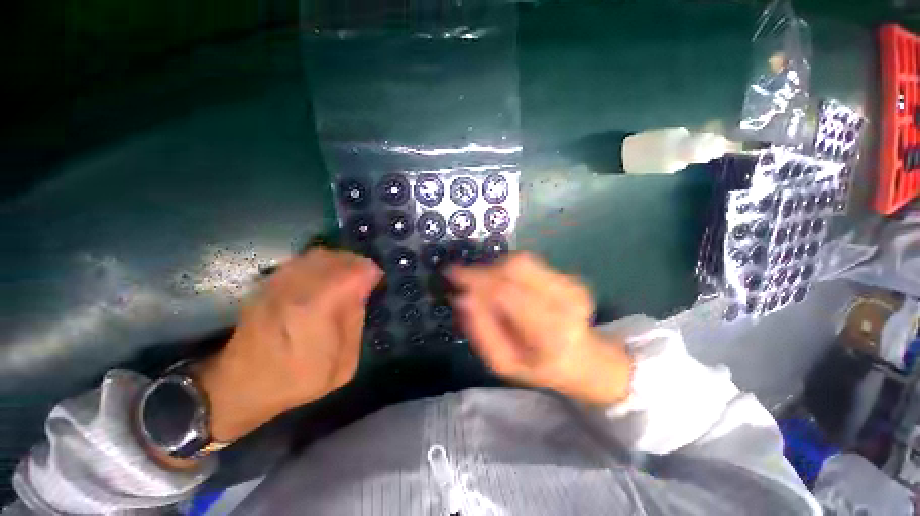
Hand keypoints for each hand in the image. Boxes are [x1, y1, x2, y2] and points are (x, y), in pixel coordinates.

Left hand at [195, 248, 381, 442]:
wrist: (240, 384)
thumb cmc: (297, 380)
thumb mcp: (342, 365)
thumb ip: (355, 324)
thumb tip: (362, 292)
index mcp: (317, 309)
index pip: (353, 273)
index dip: (370, 272)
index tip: (377, 281)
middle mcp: (297, 289)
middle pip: (337, 259)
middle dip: (357, 264)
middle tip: (366, 277)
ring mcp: (280, 283)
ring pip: (319, 255)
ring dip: (340, 261)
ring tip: (349, 275)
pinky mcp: (269, 283)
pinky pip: (303, 260)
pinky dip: (321, 263)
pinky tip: (326, 277)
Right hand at [448, 252, 631, 405]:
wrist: (583, 358)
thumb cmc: (539, 367)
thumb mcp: (503, 363)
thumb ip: (481, 332)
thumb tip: (461, 298)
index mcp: (550, 333)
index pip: (505, 293)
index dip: (475, 279)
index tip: (451, 274)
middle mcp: (565, 302)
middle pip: (514, 267)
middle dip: (483, 269)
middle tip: (463, 278)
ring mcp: (571, 285)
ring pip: (520, 260)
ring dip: (494, 267)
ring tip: (484, 284)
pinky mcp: (569, 276)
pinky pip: (528, 263)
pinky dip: (507, 268)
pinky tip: (503, 284)